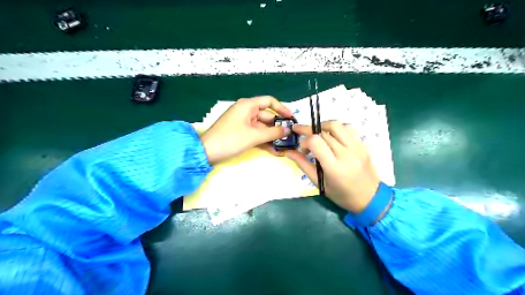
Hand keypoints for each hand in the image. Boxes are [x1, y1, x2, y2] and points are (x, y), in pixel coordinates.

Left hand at [199, 96, 293, 165]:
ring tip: (284, 145)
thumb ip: (273, 133)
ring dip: (272, 136)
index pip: (269, 101)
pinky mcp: (241, 133)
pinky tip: (274, 150)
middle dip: (278, 126)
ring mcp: (243, 123)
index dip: (282, 108)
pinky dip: (264, 140)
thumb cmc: (231, 139)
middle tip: (290, 136)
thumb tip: (287, 130)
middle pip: (267, 116)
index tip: (291, 118)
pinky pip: (256, 134)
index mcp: (247, 105)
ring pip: (262, 127)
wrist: (207, 152)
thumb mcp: (254, 136)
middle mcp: (246, 111)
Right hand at [285, 121, 379, 212]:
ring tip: (317, 134)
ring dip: (322, 126)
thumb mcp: (319, 183)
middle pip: (324, 132)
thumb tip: (288, 152)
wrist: (370, 197)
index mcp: (334, 167)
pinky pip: (348, 128)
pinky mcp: (363, 144)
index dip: (305, 140)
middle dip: (309, 132)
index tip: (302, 148)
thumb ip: (303, 165)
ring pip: (336, 125)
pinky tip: (332, 136)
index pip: (316, 142)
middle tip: (303, 139)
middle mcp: (346, 154)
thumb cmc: (342, 195)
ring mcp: (356, 147)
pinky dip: (337, 128)